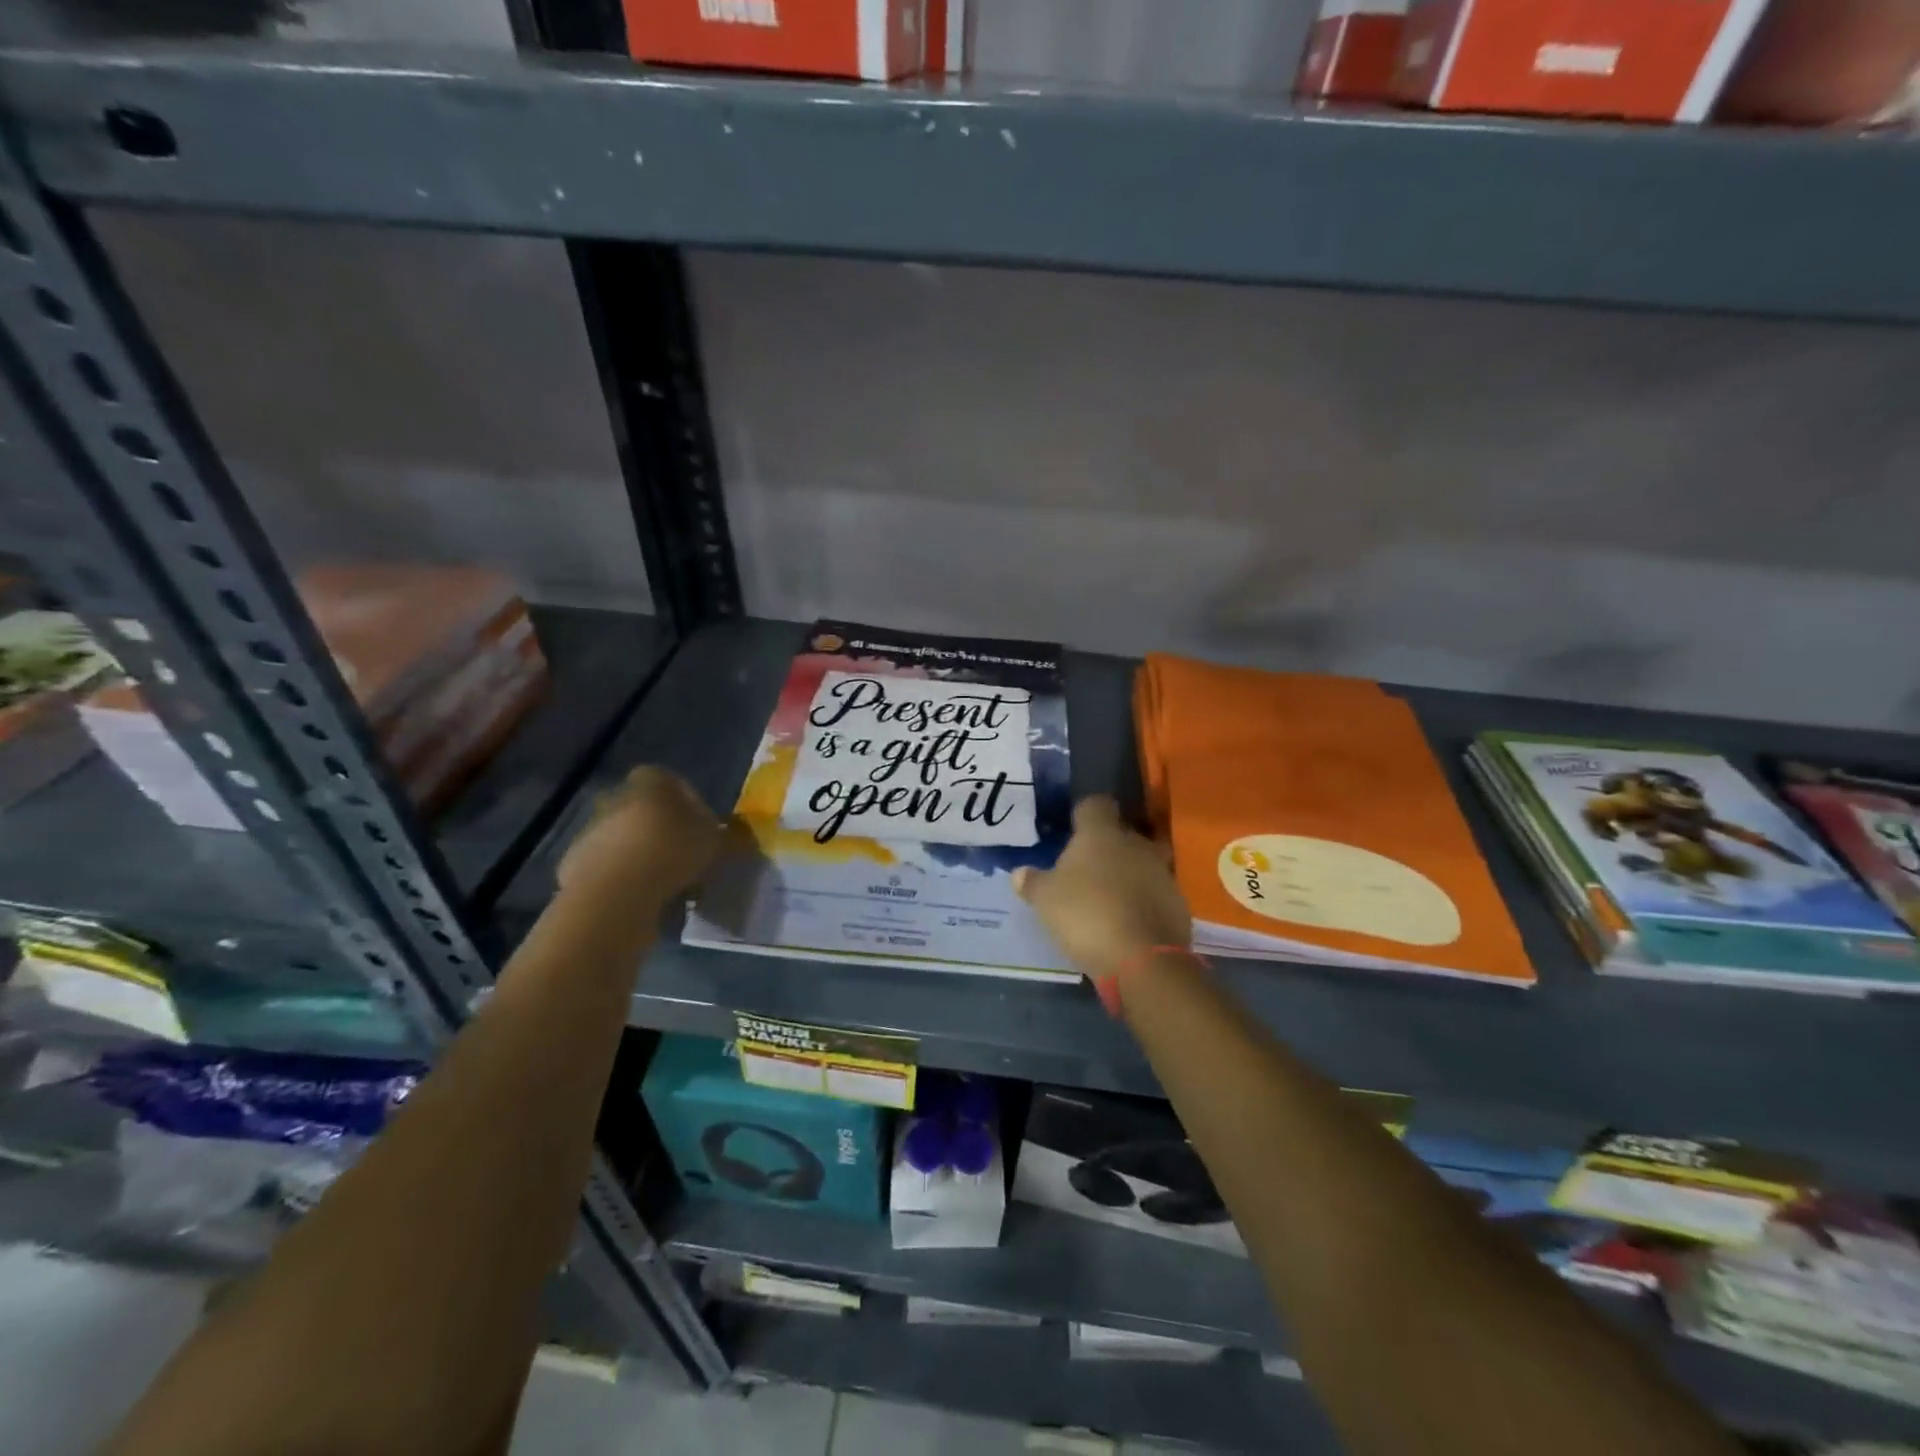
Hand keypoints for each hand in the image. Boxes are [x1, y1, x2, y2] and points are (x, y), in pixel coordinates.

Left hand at [557, 766, 722, 904]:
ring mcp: (591, 830)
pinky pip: (611, 870)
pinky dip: (626, 881)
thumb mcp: (718, 843)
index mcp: (651, 781)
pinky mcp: (575, 864)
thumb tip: (742, 838)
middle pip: (649, 813)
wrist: (615, 892)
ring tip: (670, 889)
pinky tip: (644, 902)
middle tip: (689, 862)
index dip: (694, 806)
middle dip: (667, 834)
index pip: (675, 782)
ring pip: (629, 842)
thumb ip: (731, 837)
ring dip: (646, 859)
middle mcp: (616, 796)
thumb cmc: (673, 851)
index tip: (705, 833)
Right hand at [1013, 796, 1190, 982]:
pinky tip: (1126, 921)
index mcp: (1101, 833)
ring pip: (1141, 863)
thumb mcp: (1045, 900)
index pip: (1095, 804)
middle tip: (1085, 868)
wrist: (1144, 960)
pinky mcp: (1178, 903)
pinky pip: (1154, 893)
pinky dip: (1142, 901)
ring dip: (1126, 875)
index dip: (1084, 814)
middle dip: (1106, 846)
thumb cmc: (1086, 915)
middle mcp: (1135, 843)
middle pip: (1121, 833)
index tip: (1072, 829)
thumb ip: (1032, 882)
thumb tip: (1019, 873)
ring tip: (1106, 897)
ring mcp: (1162, 872)